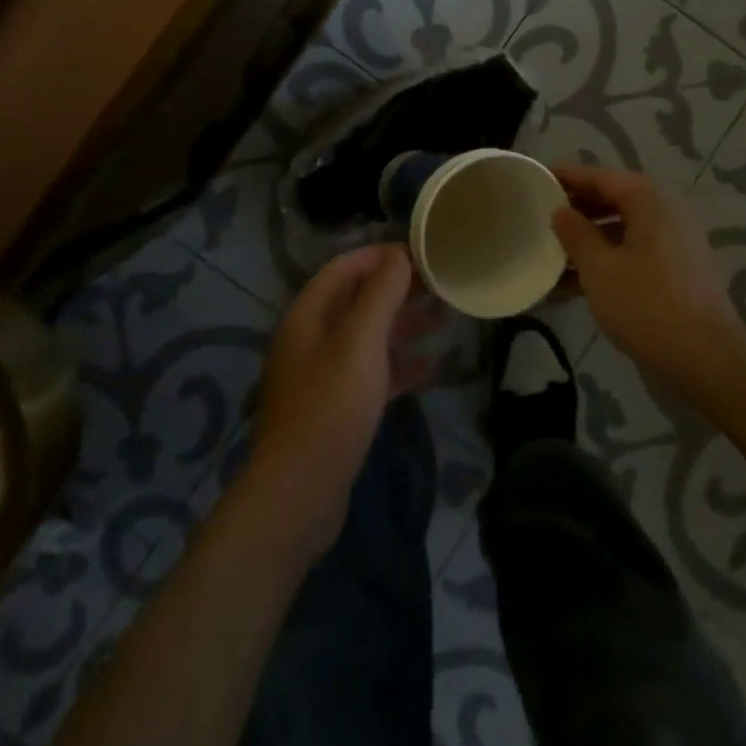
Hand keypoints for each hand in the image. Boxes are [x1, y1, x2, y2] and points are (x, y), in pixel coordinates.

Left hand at [247, 243, 443, 560]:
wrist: (300, 493)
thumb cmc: (331, 406)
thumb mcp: (360, 342)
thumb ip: (380, 294)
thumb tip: (398, 254)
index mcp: (308, 315)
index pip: (345, 268)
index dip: (381, 256)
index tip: (421, 253)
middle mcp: (312, 339)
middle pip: (358, 301)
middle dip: (398, 290)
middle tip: (441, 283)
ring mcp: (323, 375)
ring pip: (368, 337)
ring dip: (403, 325)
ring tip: (445, 316)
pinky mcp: (337, 408)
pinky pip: (372, 374)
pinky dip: (399, 366)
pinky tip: (431, 366)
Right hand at [550, 164, 745, 403]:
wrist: (709, 360)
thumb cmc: (647, 305)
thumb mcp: (599, 268)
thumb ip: (575, 233)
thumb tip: (560, 211)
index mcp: (648, 200)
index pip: (600, 176)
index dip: (566, 176)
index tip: (536, 178)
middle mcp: (665, 212)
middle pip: (612, 199)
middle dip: (576, 209)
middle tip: (538, 215)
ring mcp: (674, 242)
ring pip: (621, 229)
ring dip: (587, 240)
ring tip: (550, 252)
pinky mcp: (676, 271)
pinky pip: (633, 253)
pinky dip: (606, 260)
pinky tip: (573, 284)